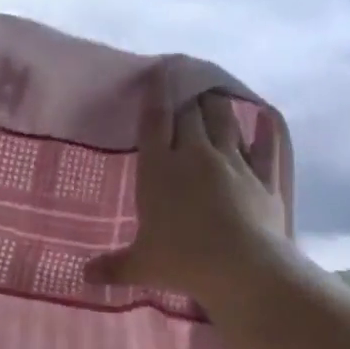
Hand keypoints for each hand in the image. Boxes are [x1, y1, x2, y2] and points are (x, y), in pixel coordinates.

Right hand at [84, 84, 287, 299]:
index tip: (158, 72)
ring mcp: (233, 164)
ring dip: (218, 107)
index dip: (154, 95)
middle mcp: (195, 156)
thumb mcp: (141, 266)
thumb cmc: (183, 261)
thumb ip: (113, 266)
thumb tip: (84, 276)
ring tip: (214, 95)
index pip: (153, 122)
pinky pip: (265, 148)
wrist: (244, 269)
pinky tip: (265, 119)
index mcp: (159, 169)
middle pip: (189, 115)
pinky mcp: (264, 179)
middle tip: (185, 84)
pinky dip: (265, 132)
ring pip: (225, 123)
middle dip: (186, 97)